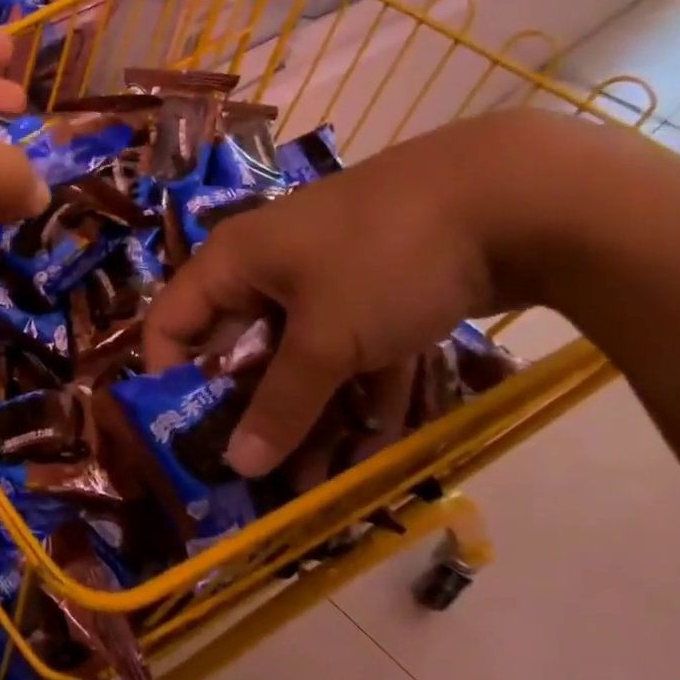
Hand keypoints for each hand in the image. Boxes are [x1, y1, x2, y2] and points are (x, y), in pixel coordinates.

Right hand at [142, 112, 593, 477]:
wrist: (513, 195)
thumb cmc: (383, 259)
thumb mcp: (326, 340)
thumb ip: (280, 405)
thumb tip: (239, 467)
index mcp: (233, 264)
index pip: (170, 323)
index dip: (165, 379)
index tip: (182, 438)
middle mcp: (268, 270)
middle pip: (238, 349)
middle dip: (246, 413)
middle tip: (251, 473)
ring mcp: (327, 282)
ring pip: (300, 359)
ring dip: (306, 417)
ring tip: (313, 485)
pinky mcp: (378, 295)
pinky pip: (353, 354)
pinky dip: (360, 396)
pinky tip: (373, 452)